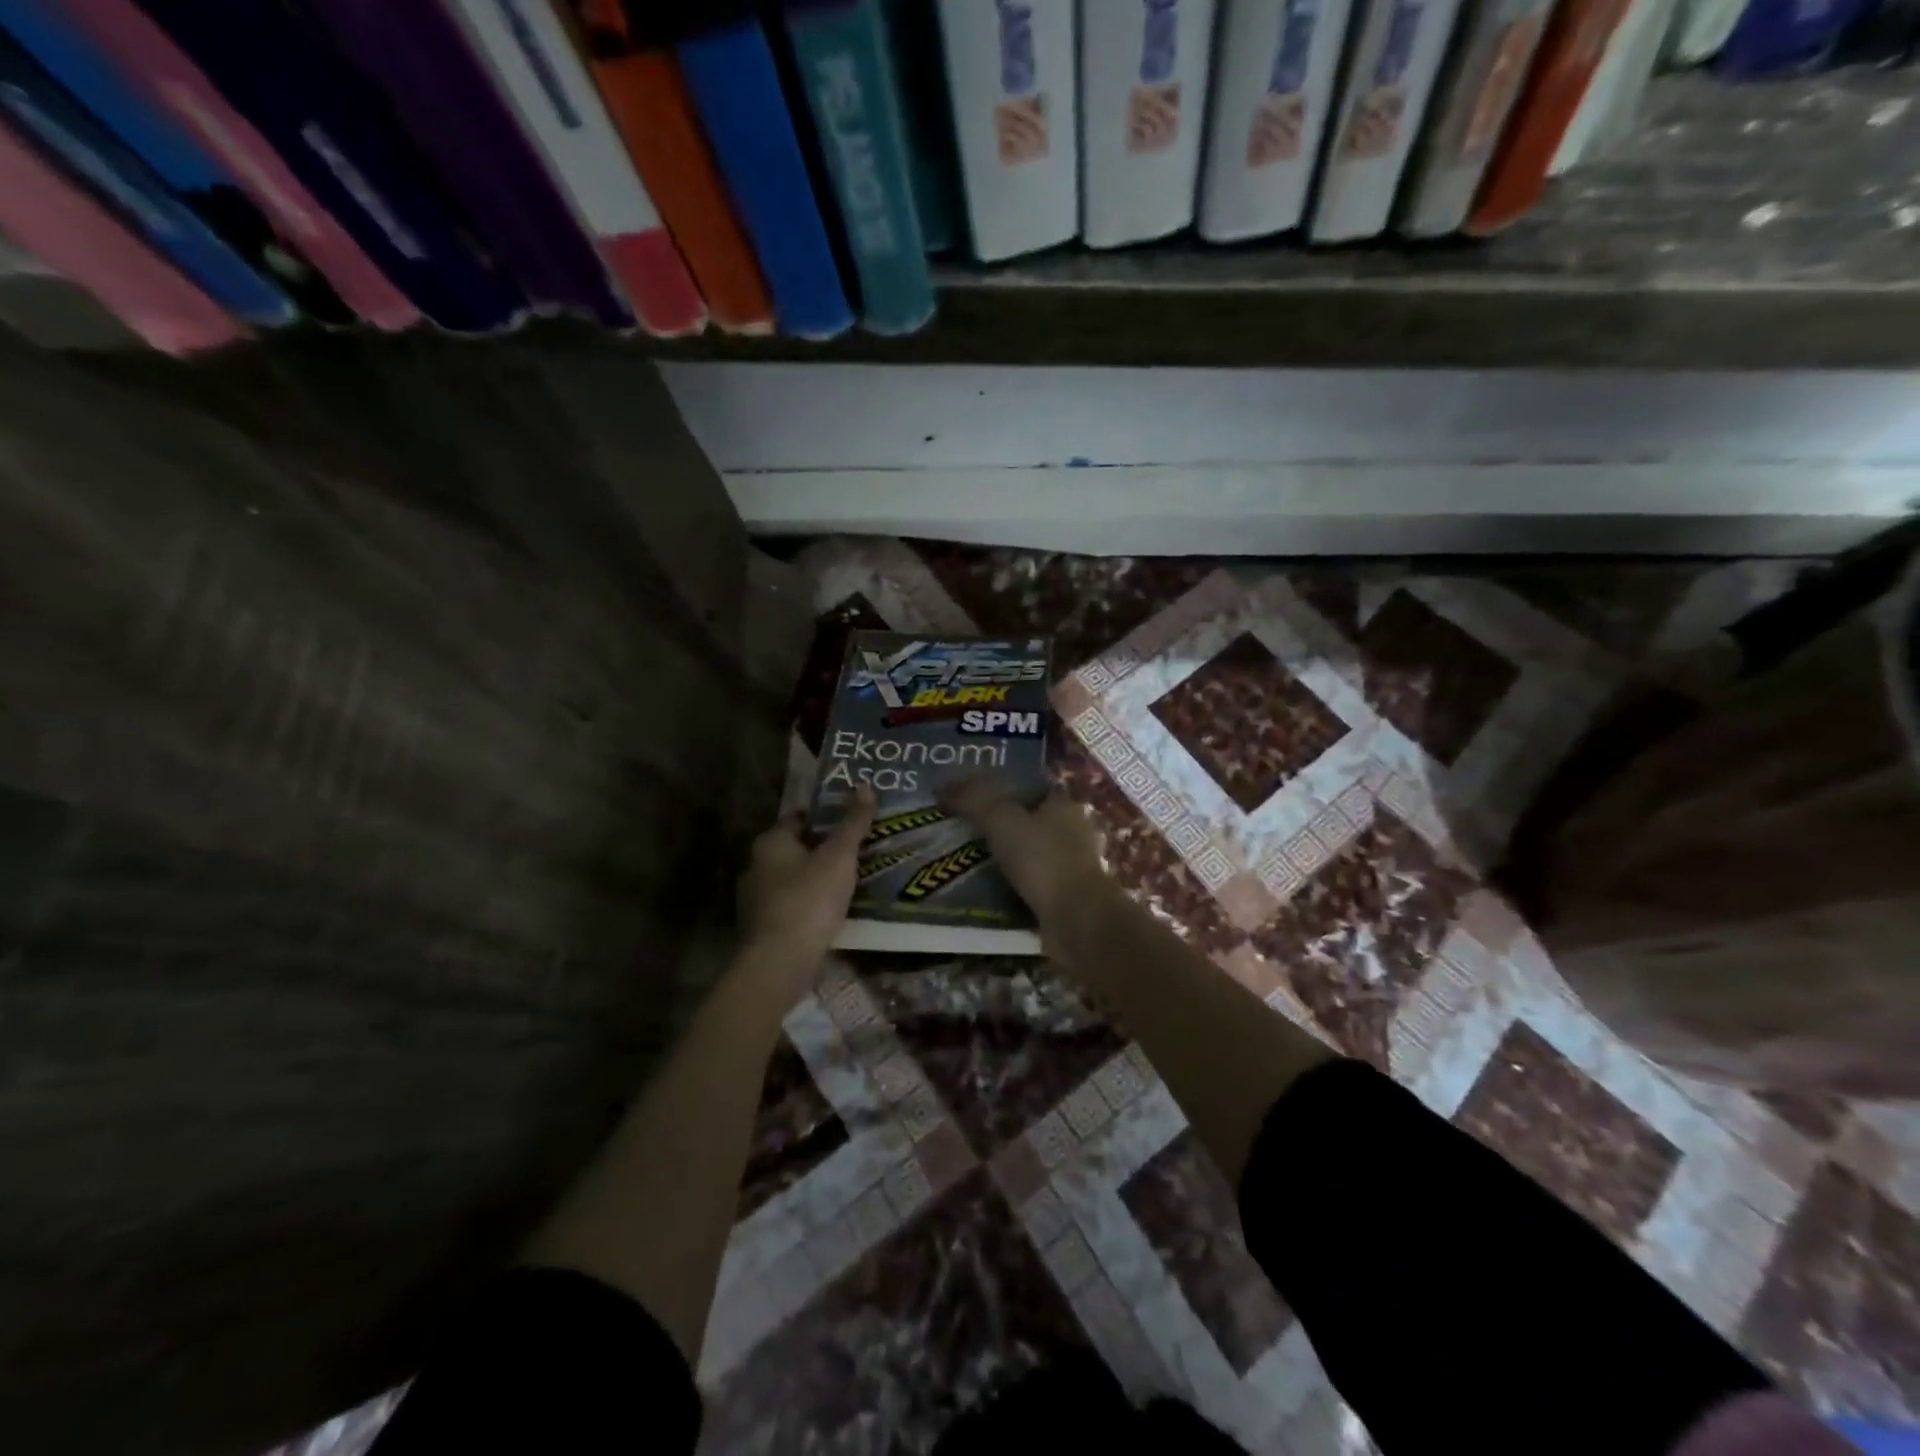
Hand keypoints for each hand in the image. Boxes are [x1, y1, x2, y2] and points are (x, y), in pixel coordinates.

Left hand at [736, 785, 874, 986]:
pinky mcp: (764, 928)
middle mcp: (756, 866)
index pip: (798, 817)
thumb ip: (853, 822)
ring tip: (851, 880)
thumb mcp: (839, 856)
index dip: (824, 815)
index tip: (851, 819)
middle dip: (822, 848)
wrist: (780, 962)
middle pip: (795, 848)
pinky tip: (834, 911)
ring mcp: (757, 899)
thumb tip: (865, 785)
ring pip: (793, 879)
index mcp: (770, 842)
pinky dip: (811, 904)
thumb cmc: (809, 899)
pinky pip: (793, 906)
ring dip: (817, 878)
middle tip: (857, 849)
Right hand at [943, 776, 1113, 937]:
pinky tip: (990, 890)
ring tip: (970, 863)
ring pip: (1031, 854)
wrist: (1077, 920)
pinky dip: (1013, 885)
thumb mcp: (1001, 820)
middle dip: (1001, 827)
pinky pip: (1032, 883)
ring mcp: (1074, 866)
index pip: (1030, 788)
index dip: (1001, 790)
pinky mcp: (1068, 896)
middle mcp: (1074, 830)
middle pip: (1030, 821)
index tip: (971, 800)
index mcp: (1064, 804)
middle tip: (964, 833)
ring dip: (1007, 859)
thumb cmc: (1042, 860)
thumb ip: (973, 800)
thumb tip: (943, 787)